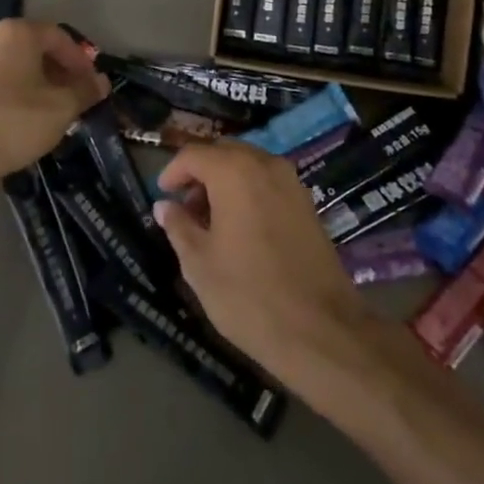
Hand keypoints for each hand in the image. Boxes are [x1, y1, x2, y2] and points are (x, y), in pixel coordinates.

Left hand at [0, 19, 106, 181]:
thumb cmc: (14, 121)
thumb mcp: (61, 108)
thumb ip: (84, 91)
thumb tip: (101, 82)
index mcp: (17, 33)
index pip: (58, 36)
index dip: (80, 59)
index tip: (92, 83)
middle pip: (33, 49)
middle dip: (57, 71)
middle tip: (73, 97)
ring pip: (12, 67)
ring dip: (35, 84)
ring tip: (49, 111)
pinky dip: (12, 95)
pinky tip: (20, 121)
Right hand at [154, 140, 372, 380]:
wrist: (321, 330)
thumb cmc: (248, 294)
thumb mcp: (199, 263)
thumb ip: (178, 226)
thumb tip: (164, 205)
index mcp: (234, 171)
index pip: (194, 154)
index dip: (173, 172)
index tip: (162, 195)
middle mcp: (265, 164)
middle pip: (223, 153)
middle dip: (200, 173)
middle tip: (184, 208)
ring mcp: (291, 182)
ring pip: (248, 165)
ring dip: (225, 182)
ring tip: (210, 222)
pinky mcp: (307, 203)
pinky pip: (268, 182)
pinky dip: (248, 192)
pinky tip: (240, 228)